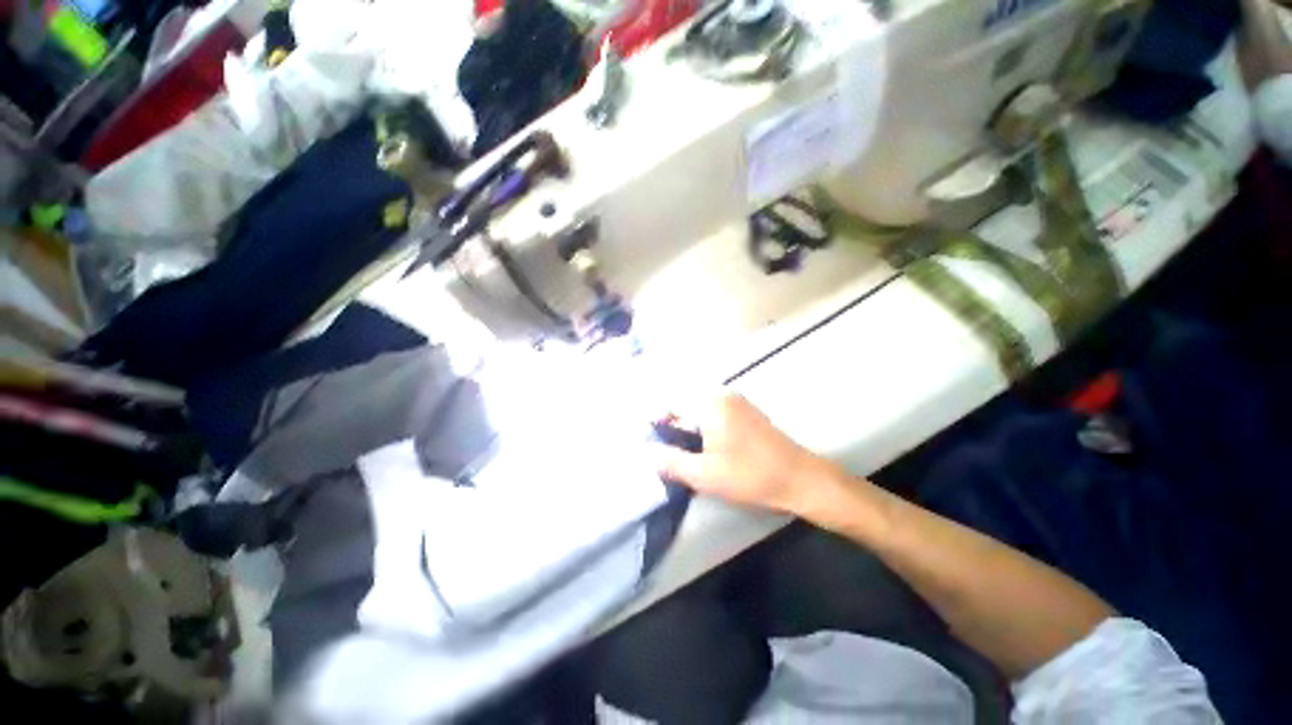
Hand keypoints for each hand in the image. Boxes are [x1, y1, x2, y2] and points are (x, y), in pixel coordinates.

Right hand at [654, 393, 836, 514]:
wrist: (801, 478)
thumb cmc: (750, 476)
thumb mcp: (705, 474)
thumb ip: (672, 461)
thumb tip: (648, 453)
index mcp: (710, 404)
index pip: (671, 402)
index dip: (657, 419)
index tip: (650, 440)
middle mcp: (722, 395)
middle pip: (685, 403)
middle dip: (672, 423)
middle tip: (665, 449)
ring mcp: (737, 401)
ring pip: (700, 407)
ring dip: (687, 425)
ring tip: (682, 450)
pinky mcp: (746, 411)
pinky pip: (714, 411)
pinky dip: (703, 425)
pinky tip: (705, 446)